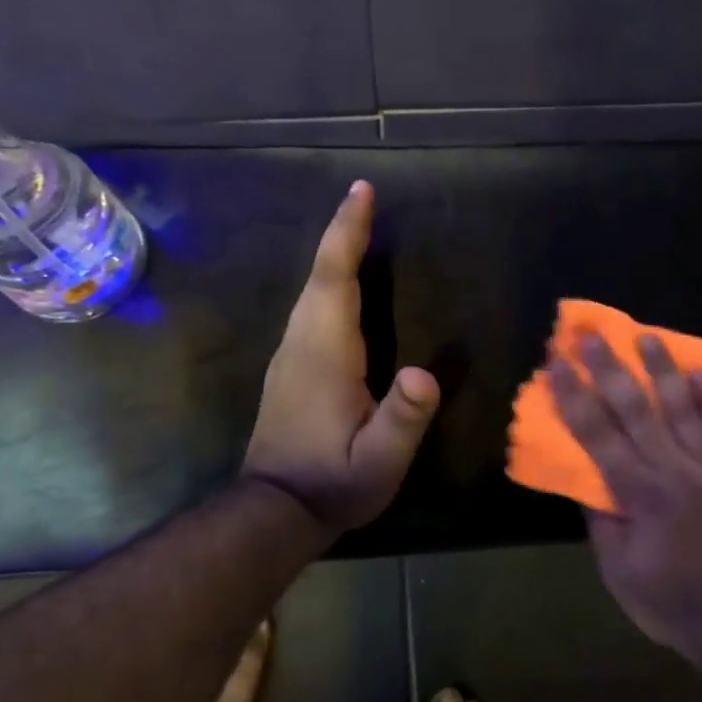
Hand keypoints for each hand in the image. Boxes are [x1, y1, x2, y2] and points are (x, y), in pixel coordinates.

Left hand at [244, 182, 440, 534]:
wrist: (275, 510)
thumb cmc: (334, 484)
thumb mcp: (379, 462)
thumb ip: (403, 419)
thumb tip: (426, 374)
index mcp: (325, 355)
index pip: (335, 280)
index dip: (348, 233)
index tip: (361, 191)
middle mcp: (301, 344)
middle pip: (320, 275)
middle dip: (342, 231)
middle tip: (364, 195)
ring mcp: (290, 356)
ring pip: (311, 289)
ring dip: (333, 253)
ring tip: (358, 226)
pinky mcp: (290, 369)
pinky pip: (310, 308)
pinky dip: (328, 280)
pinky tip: (342, 282)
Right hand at [547, 333, 701, 669]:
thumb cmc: (672, 603)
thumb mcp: (619, 572)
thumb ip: (602, 521)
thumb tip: (585, 478)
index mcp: (641, 495)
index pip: (598, 434)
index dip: (574, 396)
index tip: (555, 364)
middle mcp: (676, 470)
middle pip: (637, 409)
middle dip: (609, 369)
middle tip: (589, 334)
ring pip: (684, 408)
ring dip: (663, 369)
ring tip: (646, 336)